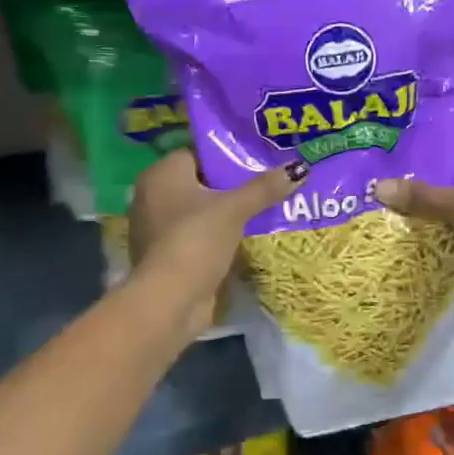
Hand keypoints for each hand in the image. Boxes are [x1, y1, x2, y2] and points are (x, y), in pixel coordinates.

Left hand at [127, 150, 304, 334]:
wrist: (169, 300)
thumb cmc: (195, 240)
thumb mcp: (235, 209)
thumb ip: (265, 188)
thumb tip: (301, 167)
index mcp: (161, 175)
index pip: (197, 153)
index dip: (227, 154)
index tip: (258, 158)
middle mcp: (152, 196)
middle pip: (200, 182)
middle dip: (231, 184)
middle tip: (267, 181)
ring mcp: (157, 228)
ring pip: (199, 210)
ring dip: (226, 212)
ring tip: (263, 206)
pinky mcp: (167, 255)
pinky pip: (198, 234)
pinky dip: (218, 235)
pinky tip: (246, 235)